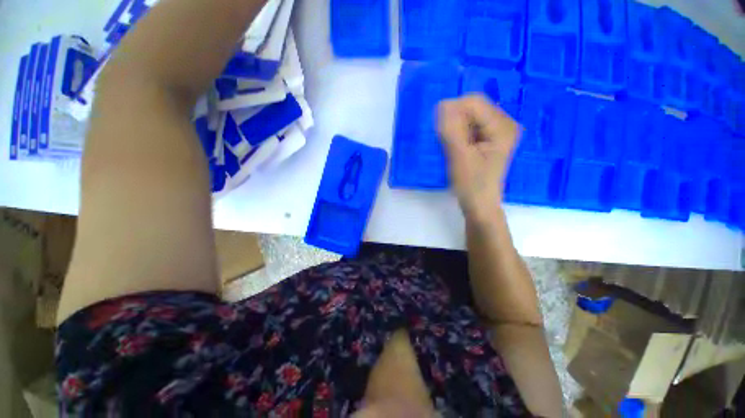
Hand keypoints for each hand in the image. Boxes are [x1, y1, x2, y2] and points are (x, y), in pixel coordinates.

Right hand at [438, 95, 520, 220]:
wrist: (479, 205)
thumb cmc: (471, 184)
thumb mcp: (459, 156)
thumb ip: (451, 130)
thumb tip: (442, 104)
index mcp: (502, 126)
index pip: (473, 102)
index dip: (453, 112)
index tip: (442, 133)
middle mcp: (504, 124)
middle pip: (472, 108)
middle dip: (454, 121)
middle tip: (448, 143)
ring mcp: (497, 132)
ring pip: (469, 118)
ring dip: (455, 128)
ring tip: (453, 147)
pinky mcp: (488, 140)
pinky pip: (469, 127)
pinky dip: (458, 134)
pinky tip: (456, 148)